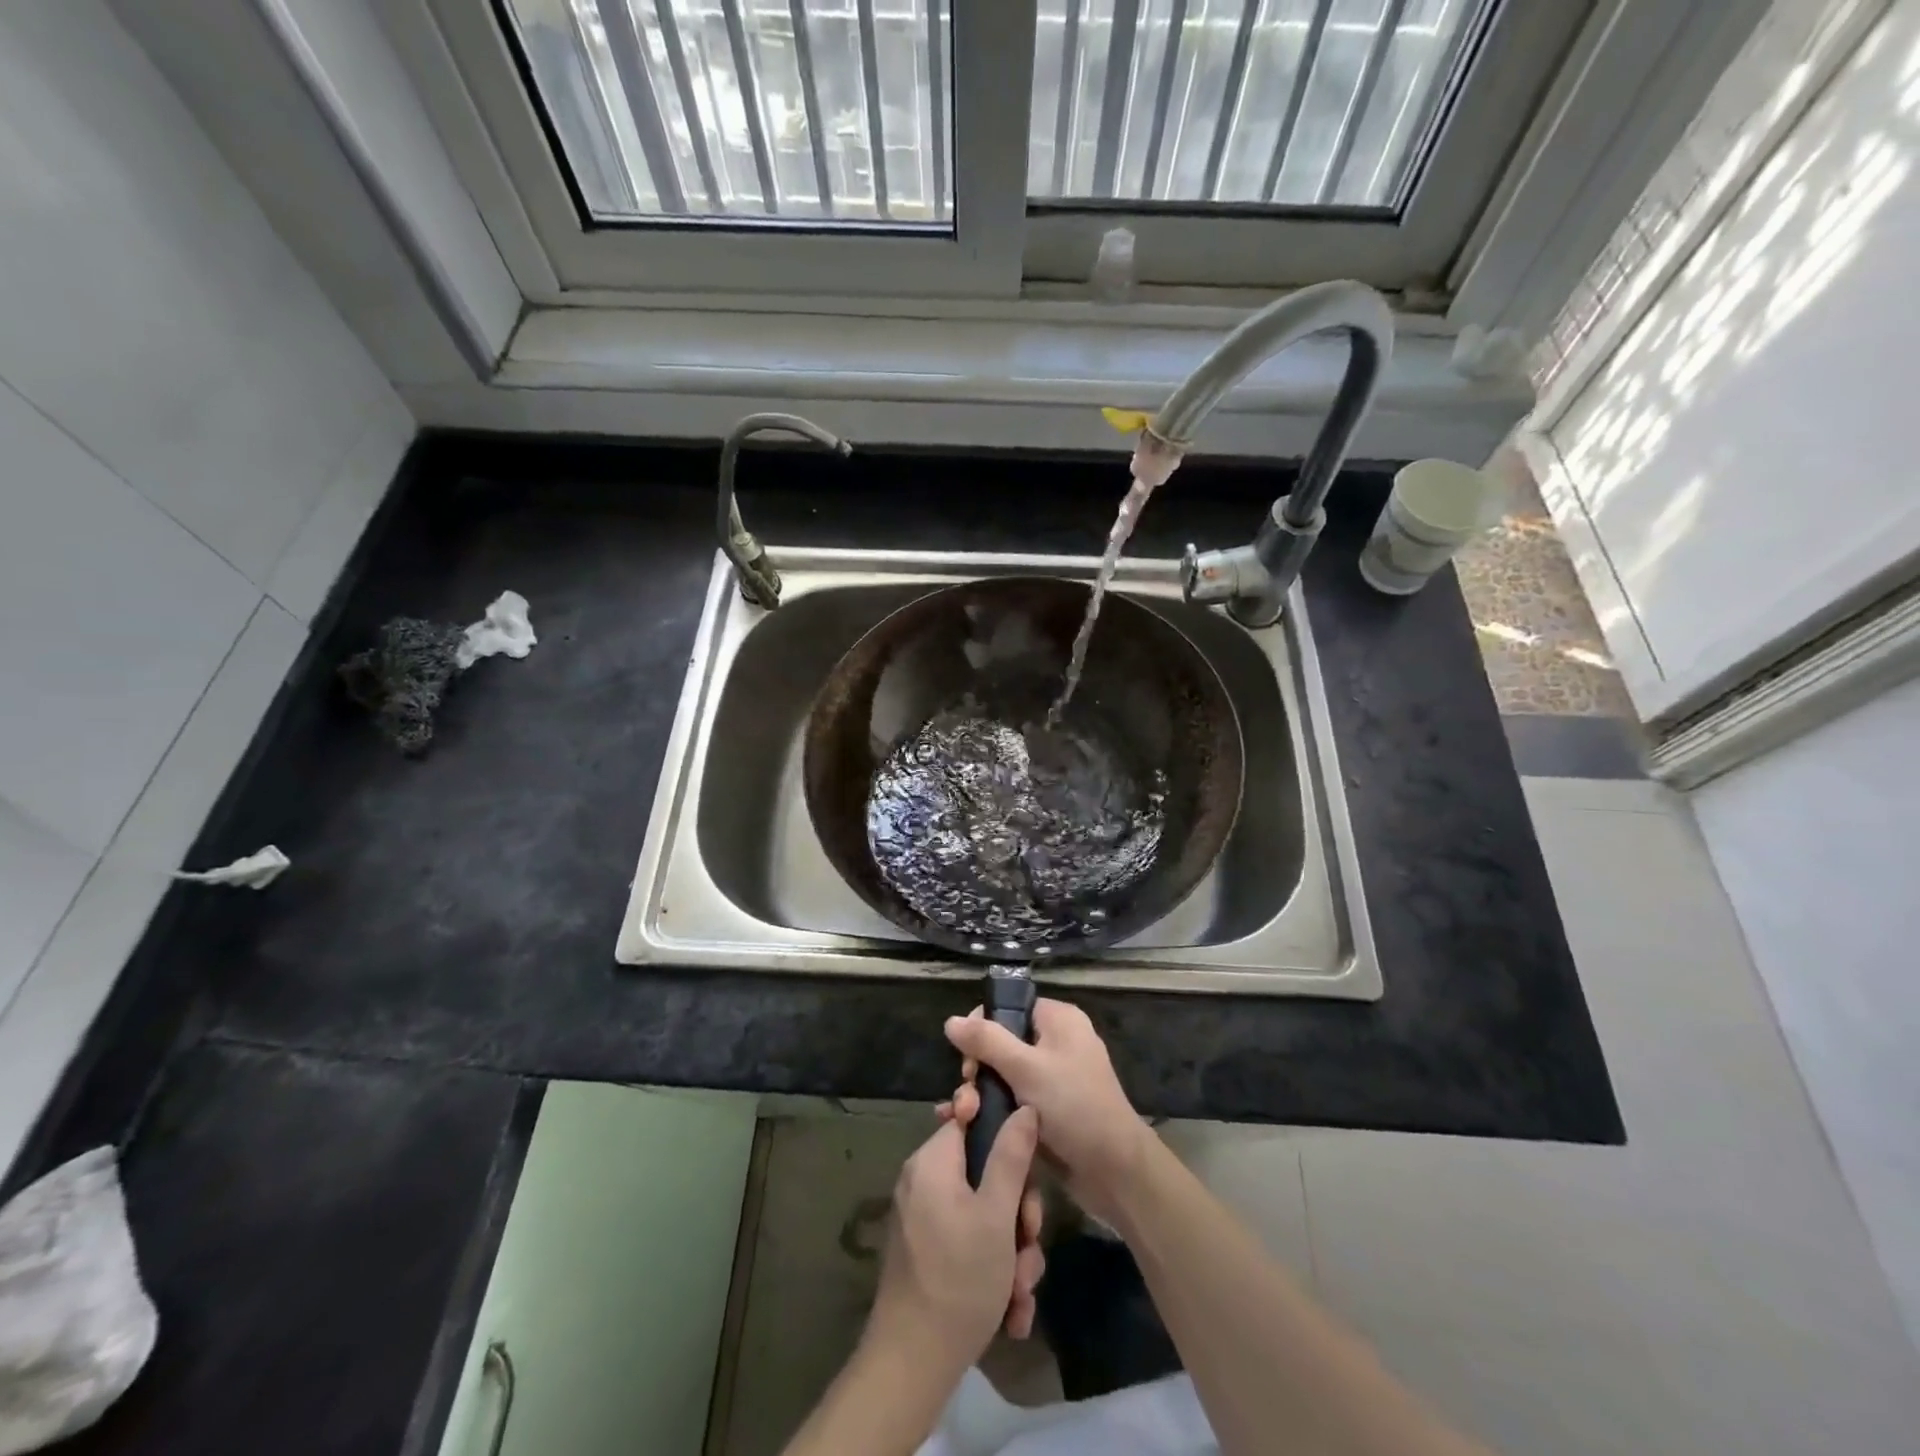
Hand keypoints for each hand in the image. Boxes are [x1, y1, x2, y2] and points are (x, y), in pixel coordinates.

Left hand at [866, 1106, 1045, 1382]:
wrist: (912, 1367)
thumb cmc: (959, 1279)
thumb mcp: (997, 1215)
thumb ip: (1011, 1156)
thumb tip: (1023, 1107)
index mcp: (933, 1161)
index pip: (972, 1119)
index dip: (1006, 1137)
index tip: (1028, 1170)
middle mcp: (924, 1181)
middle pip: (985, 1172)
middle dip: (1018, 1214)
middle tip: (1029, 1244)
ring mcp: (925, 1219)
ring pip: (985, 1214)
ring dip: (1012, 1251)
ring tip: (1021, 1292)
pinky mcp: (929, 1252)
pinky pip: (970, 1242)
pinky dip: (993, 1269)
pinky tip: (1012, 1311)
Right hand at [944, 999, 1148, 1225]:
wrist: (1114, 1171)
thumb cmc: (1073, 1106)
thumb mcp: (1026, 1068)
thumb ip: (986, 1041)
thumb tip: (950, 1020)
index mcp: (1059, 1020)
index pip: (1009, 1008)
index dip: (982, 1028)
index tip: (968, 1060)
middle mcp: (1057, 1043)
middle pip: (1002, 1042)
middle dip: (977, 1068)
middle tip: (968, 1095)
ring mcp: (1053, 1079)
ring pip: (1003, 1075)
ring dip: (980, 1093)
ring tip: (963, 1116)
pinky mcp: (1048, 1111)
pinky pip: (1013, 1099)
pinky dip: (992, 1110)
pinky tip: (967, 1127)